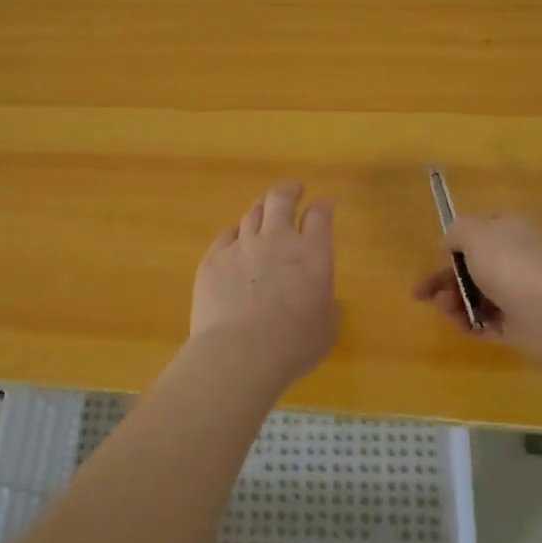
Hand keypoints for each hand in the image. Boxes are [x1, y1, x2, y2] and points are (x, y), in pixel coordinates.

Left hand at [191, 182, 338, 385]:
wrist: (240, 353)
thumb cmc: (293, 345)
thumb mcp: (326, 330)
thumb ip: (327, 309)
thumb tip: (324, 301)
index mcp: (313, 255)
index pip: (320, 216)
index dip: (323, 206)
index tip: (325, 204)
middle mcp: (278, 241)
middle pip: (281, 200)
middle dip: (289, 191)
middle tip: (292, 190)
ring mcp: (242, 246)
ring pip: (252, 213)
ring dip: (261, 208)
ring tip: (263, 209)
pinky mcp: (213, 260)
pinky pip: (225, 235)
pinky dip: (234, 232)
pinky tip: (235, 237)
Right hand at [412, 213, 541, 367]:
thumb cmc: (513, 266)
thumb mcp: (475, 234)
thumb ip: (456, 232)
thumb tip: (450, 245)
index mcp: (509, 230)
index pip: (477, 232)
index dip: (453, 245)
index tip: (435, 259)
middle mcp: (516, 258)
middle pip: (472, 268)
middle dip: (445, 280)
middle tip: (422, 294)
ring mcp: (520, 292)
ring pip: (477, 296)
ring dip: (454, 303)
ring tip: (448, 310)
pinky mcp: (521, 324)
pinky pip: (488, 322)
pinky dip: (471, 324)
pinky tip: (463, 326)